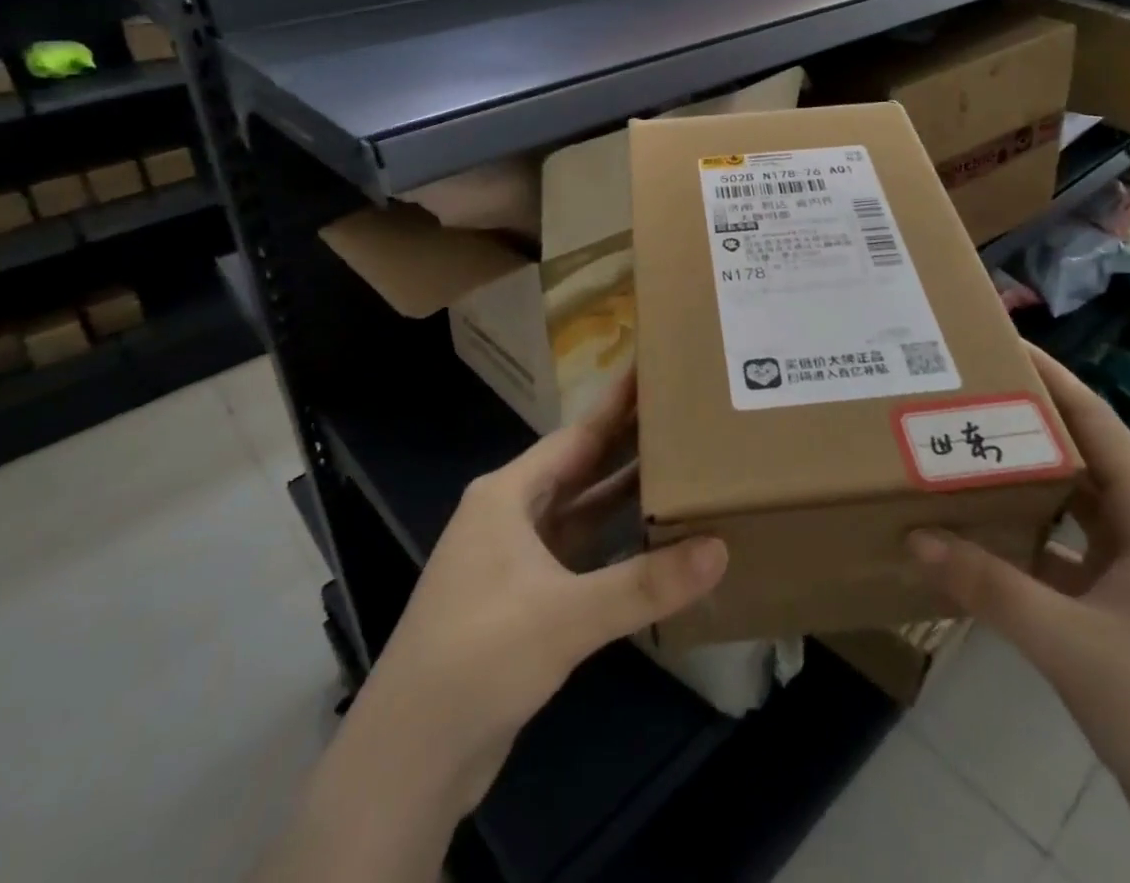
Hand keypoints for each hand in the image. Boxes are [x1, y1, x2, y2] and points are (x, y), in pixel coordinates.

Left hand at [256, 386, 726, 882]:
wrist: (409, 759)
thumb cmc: (478, 657)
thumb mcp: (565, 616)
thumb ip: (644, 583)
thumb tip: (720, 549)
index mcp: (507, 495)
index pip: (576, 435)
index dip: (618, 405)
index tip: (656, 370)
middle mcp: (509, 516)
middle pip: (580, 469)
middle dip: (628, 445)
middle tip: (684, 416)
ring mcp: (515, 560)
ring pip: (581, 514)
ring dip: (625, 497)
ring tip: (681, 469)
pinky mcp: (524, 601)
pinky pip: (580, 556)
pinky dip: (615, 545)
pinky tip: (653, 541)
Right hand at [909, 345, 1129, 882]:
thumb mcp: (1071, 645)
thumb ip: (989, 586)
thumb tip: (915, 536)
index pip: (1095, 423)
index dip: (1050, 378)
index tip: (998, 342)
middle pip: (1080, 455)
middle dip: (1025, 421)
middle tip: (962, 392)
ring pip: (1070, 504)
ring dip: (1021, 479)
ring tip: (960, 449)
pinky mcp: (1122, 606)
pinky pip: (1063, 549)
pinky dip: (1023, 535)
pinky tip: (977, 533)